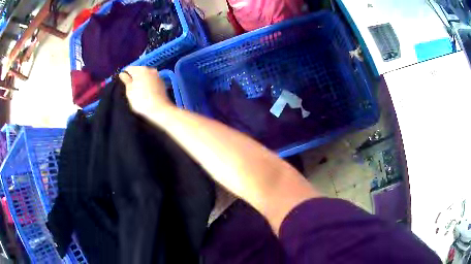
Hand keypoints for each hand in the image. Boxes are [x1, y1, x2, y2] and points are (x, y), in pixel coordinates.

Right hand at [119, 66, 173, 115]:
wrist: (160, 109)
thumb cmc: (141, 100)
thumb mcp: (129, 91)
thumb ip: (126, 80)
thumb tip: (122, 73)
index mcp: (140, 69)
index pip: (129, 68)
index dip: (124, 75)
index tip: (123, 84)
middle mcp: (150, 69)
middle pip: (138, 71)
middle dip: (133, 77)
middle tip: (130, 89)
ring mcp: (157, 75)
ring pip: (145, 75)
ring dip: (141, 80)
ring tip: (138, 91)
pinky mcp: (162, 82)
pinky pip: (151, 80)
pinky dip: (148, 84)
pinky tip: (146, 92)